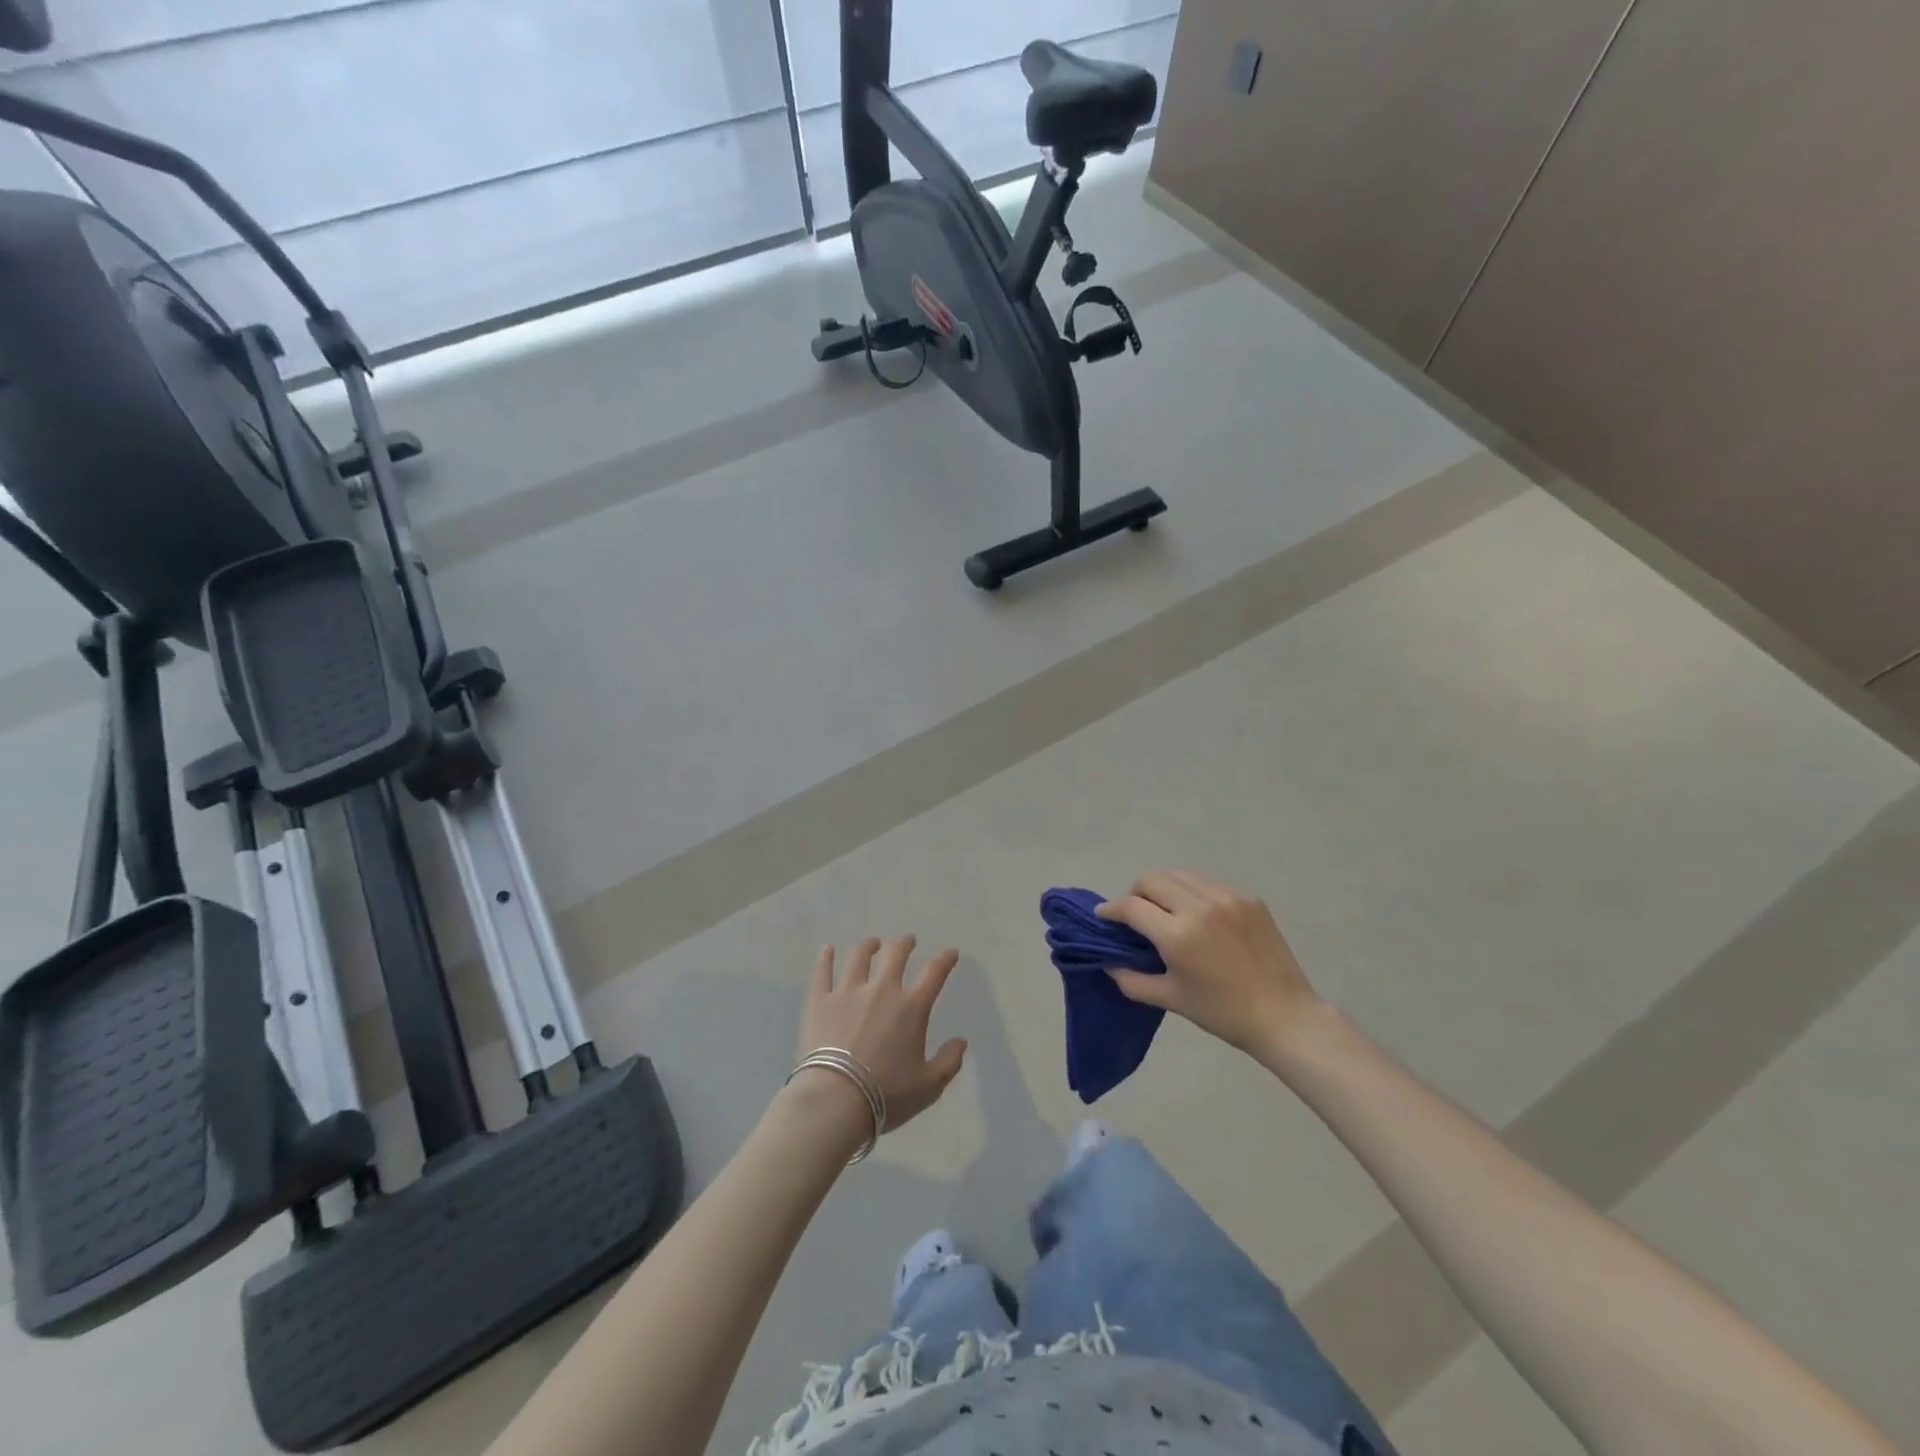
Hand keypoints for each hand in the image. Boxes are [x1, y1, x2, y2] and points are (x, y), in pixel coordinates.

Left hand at [793, 937, 967, 1136]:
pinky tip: (827, 949)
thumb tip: (961, 1042)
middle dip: (904, 944)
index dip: (945, 960)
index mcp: (911, 1008)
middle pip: (895, 955)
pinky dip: (825, 958)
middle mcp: (882, 990)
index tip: (951, 952)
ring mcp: (848, 992)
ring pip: (859, 957)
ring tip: (872, 943)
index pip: (934, 974)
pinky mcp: (820, 1001)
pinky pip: (823, 972)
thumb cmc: (886, 1095)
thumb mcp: (929, 1086)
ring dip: (869, 947)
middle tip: (907, 941)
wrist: (835, 1100)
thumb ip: (949, 1062)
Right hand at [1098, 872, 1321, 1053]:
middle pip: (1152, 880)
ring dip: (1163, 888)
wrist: (1284, 1016)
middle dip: (1136, 894)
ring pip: (1179, 875)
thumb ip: (1132, 980)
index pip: (1131, 907)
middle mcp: (1199, 906)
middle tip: (1135, 914)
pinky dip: (1192, 892)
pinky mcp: (1248, 898)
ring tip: (1165, 910)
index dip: (1112, 910)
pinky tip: (1198, 915)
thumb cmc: (1222, 1012)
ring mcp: (1227, 897)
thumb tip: (1108, 963)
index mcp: (1178, 934)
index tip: (1104, 916)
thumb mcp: (1171, 999)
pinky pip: (1207, 883)